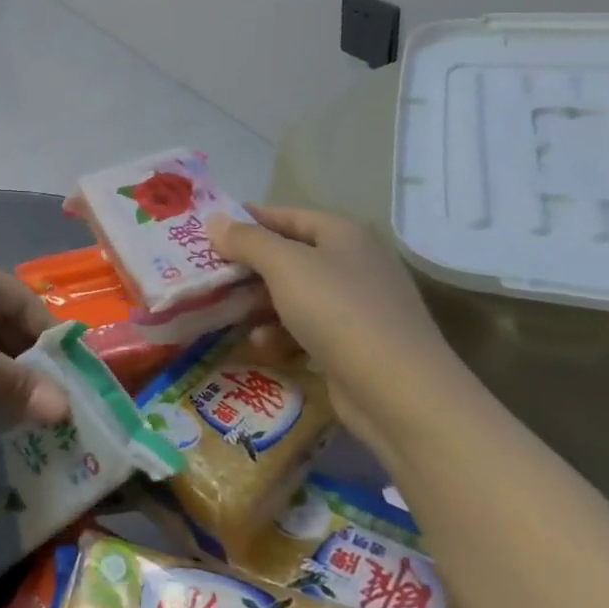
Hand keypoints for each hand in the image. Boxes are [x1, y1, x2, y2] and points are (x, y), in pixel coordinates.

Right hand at [208, 207, 470, 455]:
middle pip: (288, 255)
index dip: (247, 220)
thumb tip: (215, 221)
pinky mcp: (355, 344)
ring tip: (229, 315)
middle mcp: (353, 263)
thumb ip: (247, 240)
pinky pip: (307, 328)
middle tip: (209, 276)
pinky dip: (282, 333)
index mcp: (343, 234)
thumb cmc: (338, 312)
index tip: (208, 232)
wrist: (400, 392)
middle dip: (248, 267)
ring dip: (260, 304)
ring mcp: (357, 305)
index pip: (286, 215)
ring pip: (294, 294)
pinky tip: (263, 347)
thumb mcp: (285, 266)